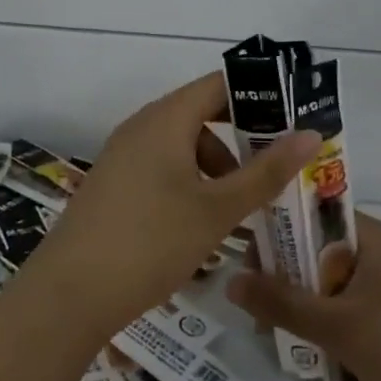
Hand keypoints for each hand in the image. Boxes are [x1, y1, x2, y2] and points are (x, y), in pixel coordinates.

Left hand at [29, 72, 319, 337]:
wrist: (69, 294)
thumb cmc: (151, 242)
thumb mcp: (217, 209)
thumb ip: (265, 172)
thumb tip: (310, 134)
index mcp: (165, 119)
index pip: (218, 85)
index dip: (258, 96)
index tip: (293, 120)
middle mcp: (141, 127)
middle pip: (201, 115)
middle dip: (241, 139)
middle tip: (275, 169)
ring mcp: (122, 156)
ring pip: (181, 146)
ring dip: (216, 167)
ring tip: (240, 207)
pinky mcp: (113, 184)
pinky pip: (161, 168)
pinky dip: (190, 183)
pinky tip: (202, 223)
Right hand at [228, 212, 380, 380]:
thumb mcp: (336, 326)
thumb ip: (281, 303)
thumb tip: (229, 281)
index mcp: (371, 236)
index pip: (313, 212)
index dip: (277, 227)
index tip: (246, 256)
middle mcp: (378, 252)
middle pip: (315, 249)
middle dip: (282, 274)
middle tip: (255, 305)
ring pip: (326, 282)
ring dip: (299, 302)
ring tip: (272, 331)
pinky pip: (343, 307)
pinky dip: (321, 321)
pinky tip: (303, 349)